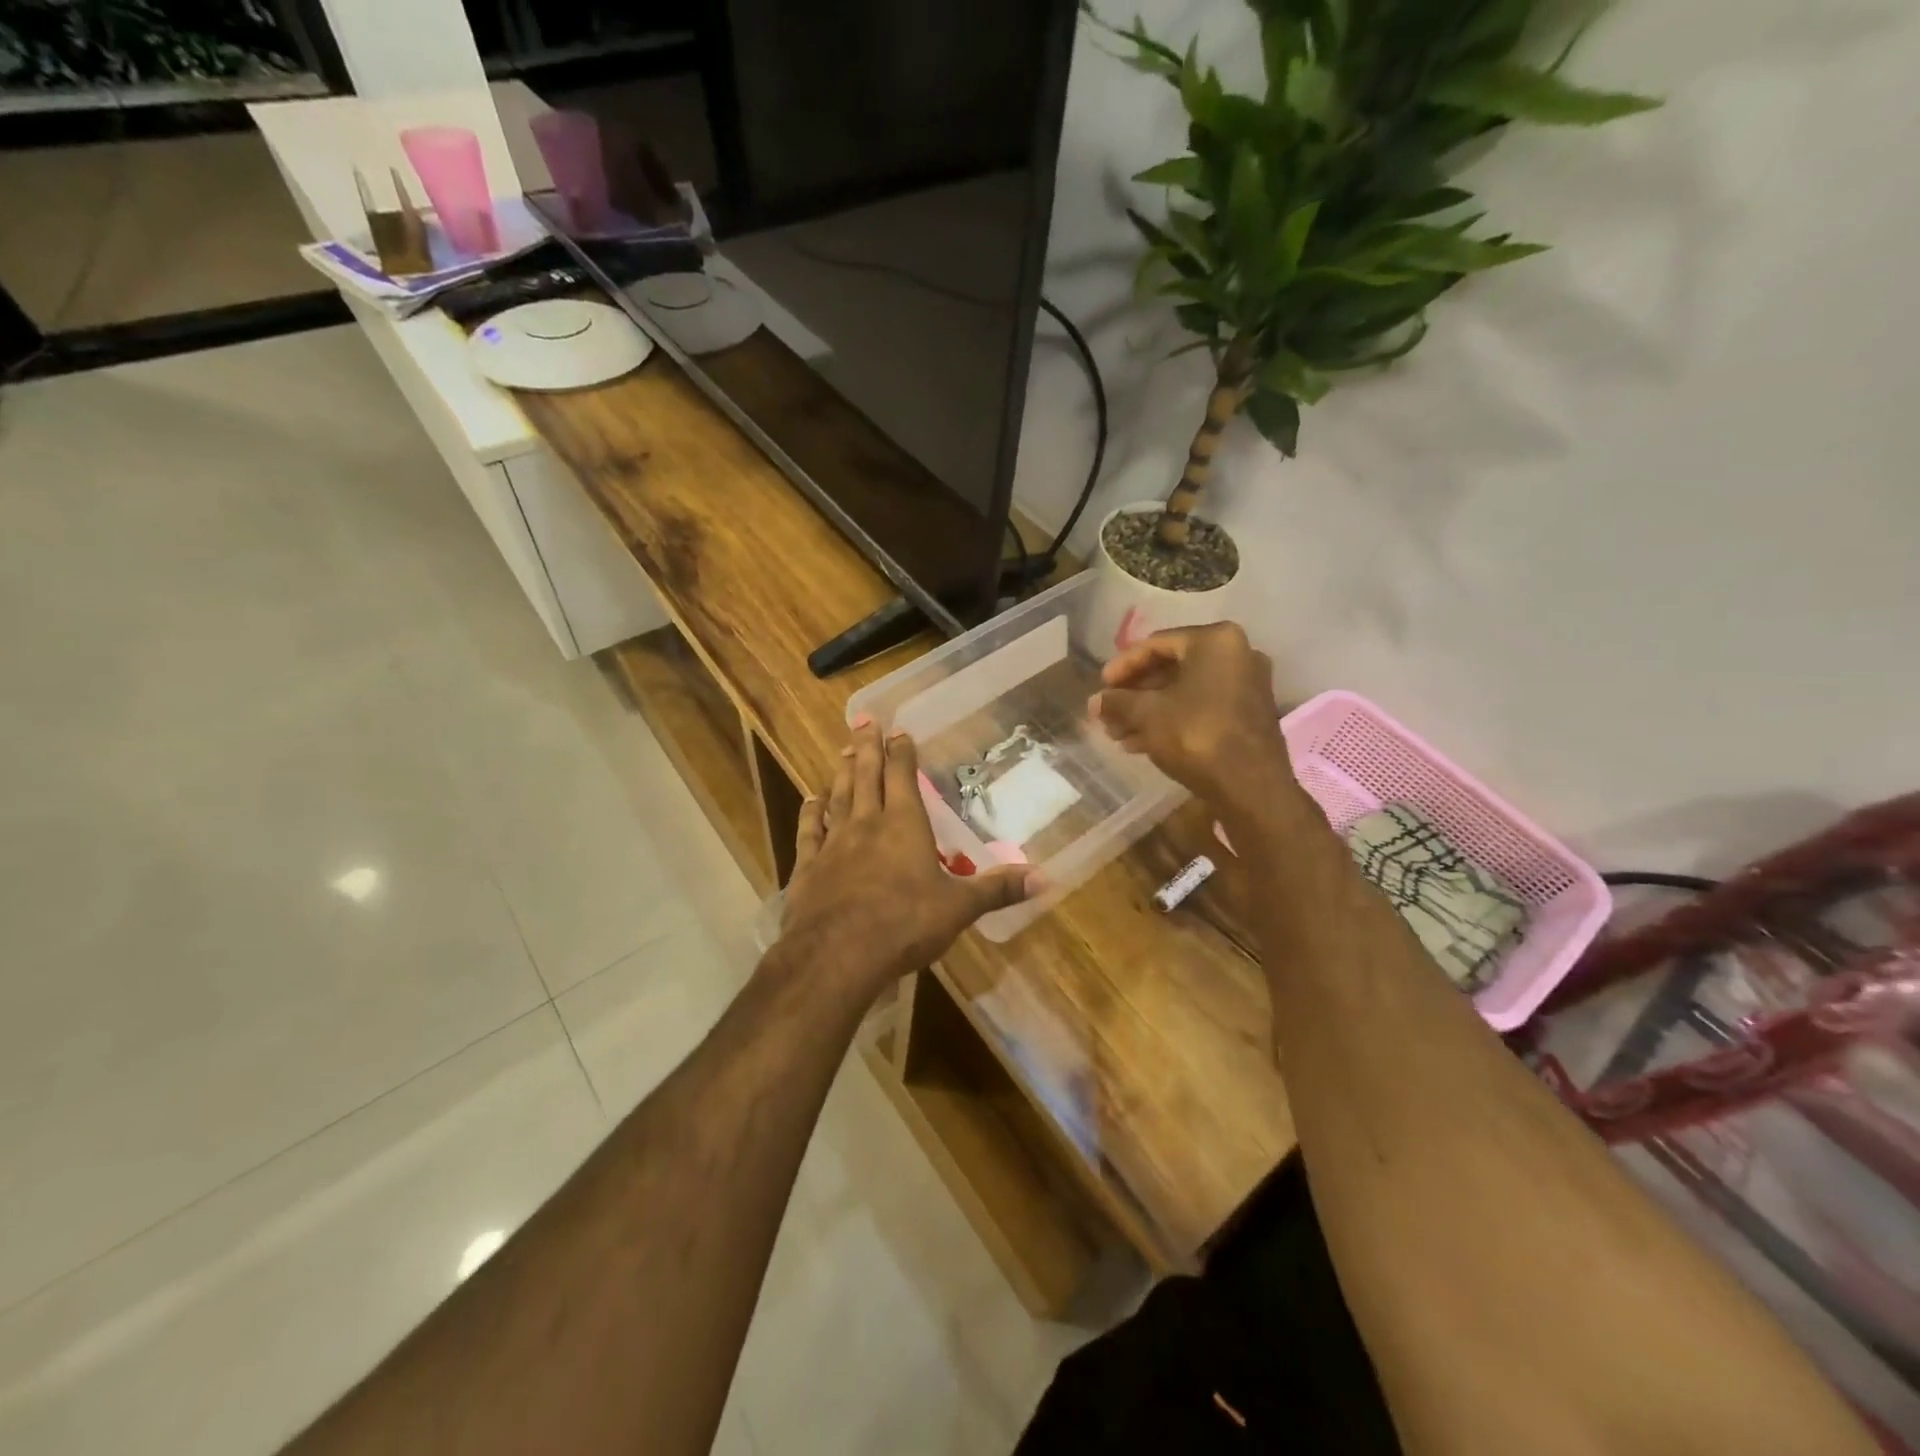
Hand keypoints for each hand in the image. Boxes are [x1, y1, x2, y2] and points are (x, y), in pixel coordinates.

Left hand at [776, 720, 1035, 998]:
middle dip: (868, 747)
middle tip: (864, 720)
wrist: (836, 955)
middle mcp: (866, 824)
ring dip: (842, 772)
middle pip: (866, 776)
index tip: (899, 731)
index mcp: (904, 825)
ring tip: (843, 751)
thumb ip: (997, 889)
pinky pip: (809, 831)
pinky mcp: (808, 867)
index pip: (903, 778)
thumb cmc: (904, 925)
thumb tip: (1045, 878)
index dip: (902, 753)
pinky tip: (810, 800)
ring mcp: (833, 843)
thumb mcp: (959, 908)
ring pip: (838, 797)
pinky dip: (810, 813)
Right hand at [1088, 622, 1289, 804]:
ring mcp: (1247, 686)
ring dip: (1149, 711)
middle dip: (1135, 693)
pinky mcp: (1248, 716)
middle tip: (1109, 712)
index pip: (1157, 644)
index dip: (1123, 665)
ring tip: (1118, 734)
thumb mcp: (1147, 714)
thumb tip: (1094, 702)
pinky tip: (1141, 744)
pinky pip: (1202, 708)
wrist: (1251, 787)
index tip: (1101, 686)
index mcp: (1216, 640)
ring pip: (1185, 692)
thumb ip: (1117, 702)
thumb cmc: (1197, 735)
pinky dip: (1172, 721)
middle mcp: (1238, 655)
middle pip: (1171, 668)